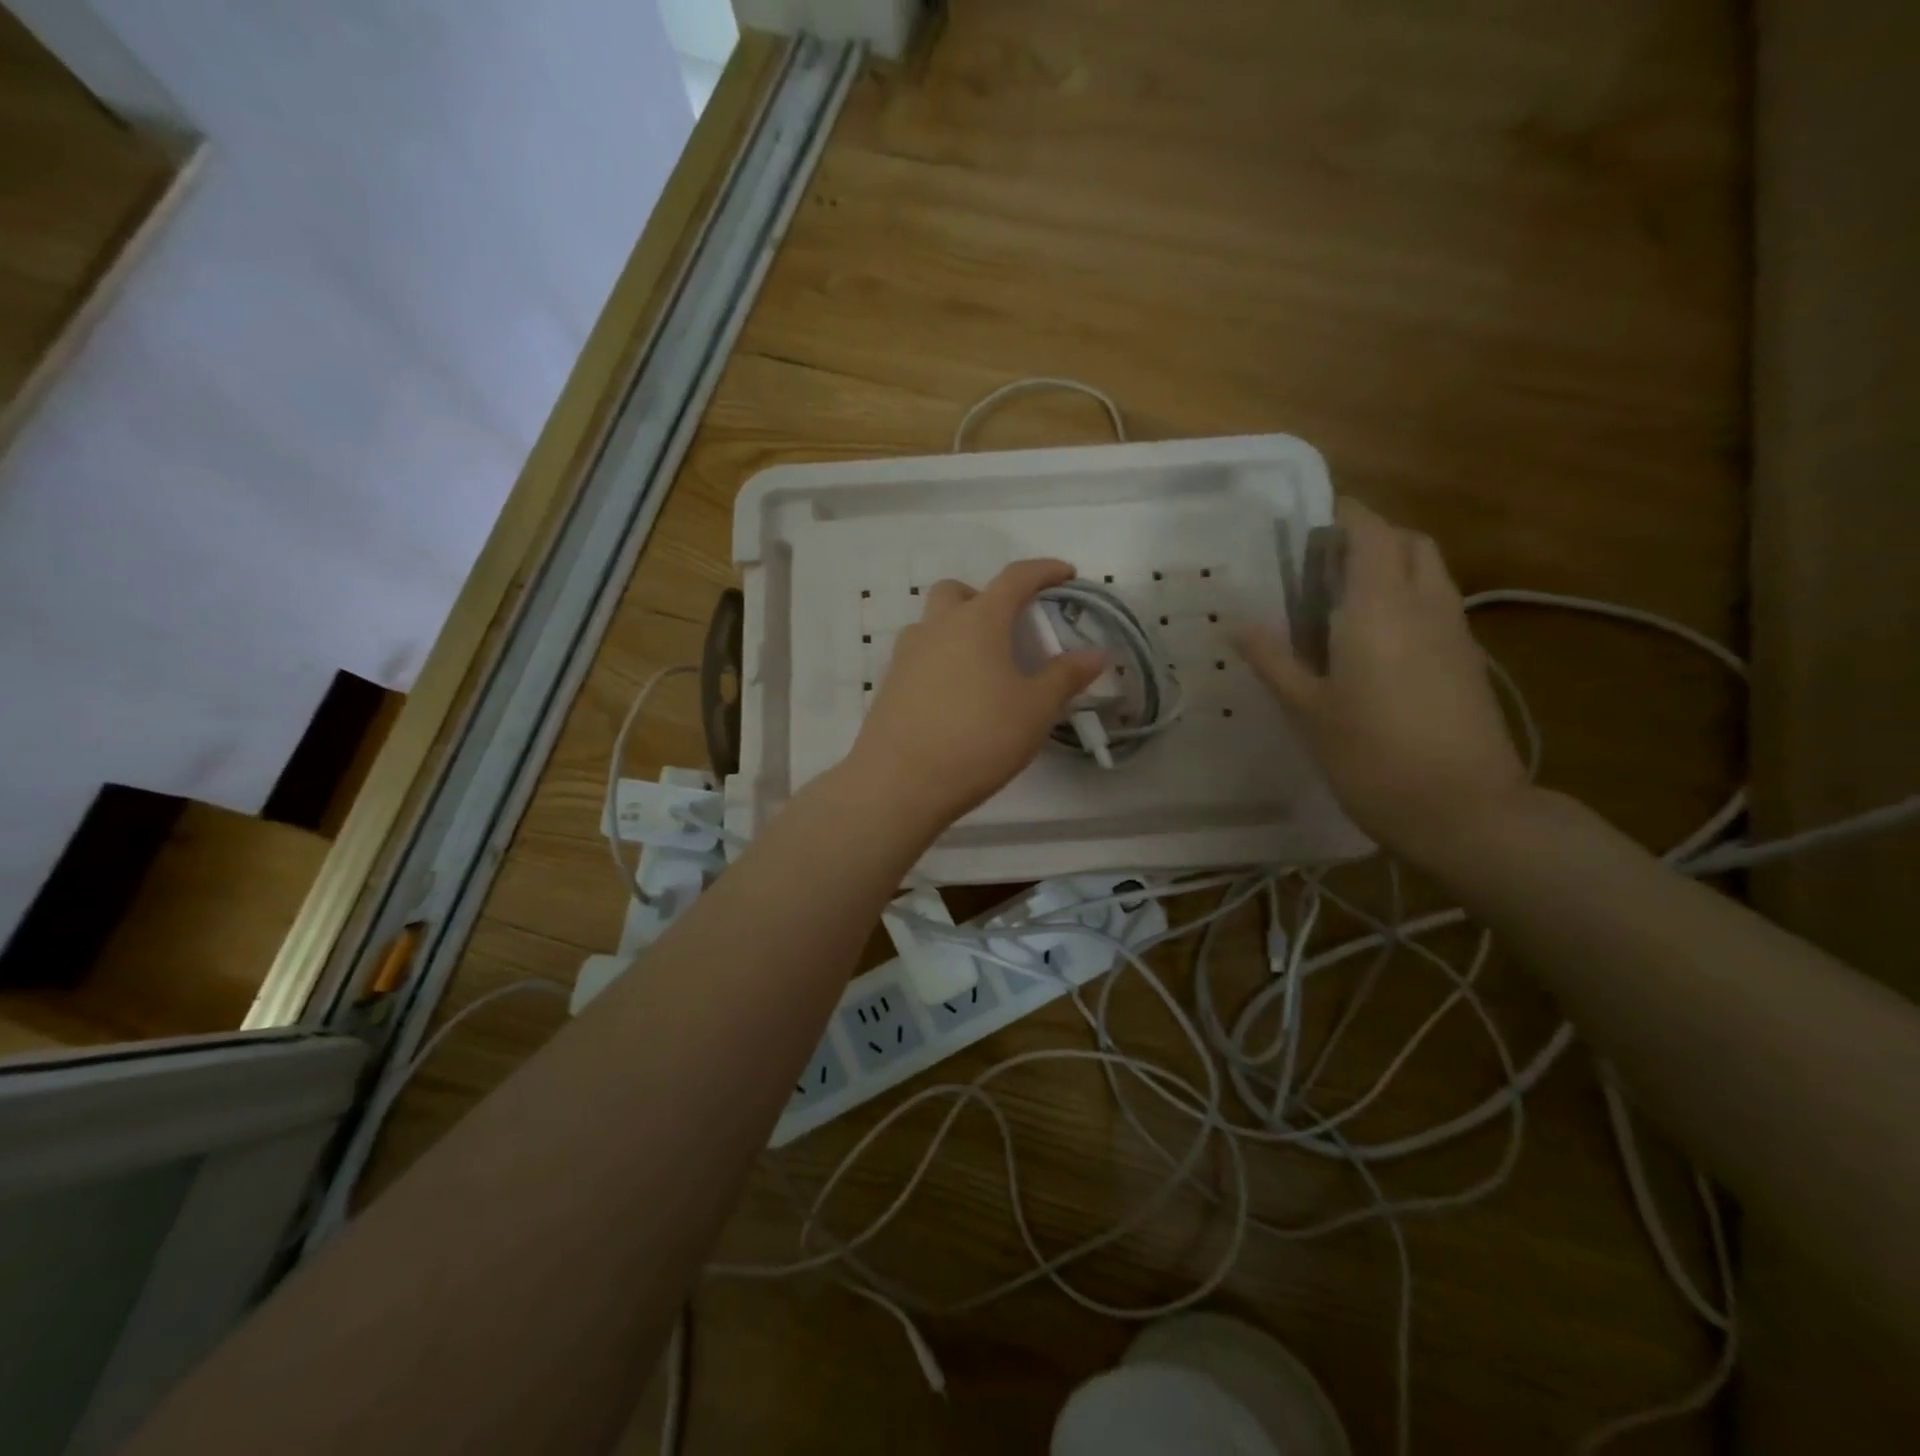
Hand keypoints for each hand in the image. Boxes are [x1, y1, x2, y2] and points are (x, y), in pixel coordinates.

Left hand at [847, 559, 1104, 830]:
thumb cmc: (978, 739)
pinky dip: (940, 661)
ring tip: (982, 666)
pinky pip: (919, 656)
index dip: (1044, 571)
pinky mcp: (889, 685)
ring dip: (957, 629)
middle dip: (986, 597)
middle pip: (958, 592)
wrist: (900, 782)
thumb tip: (1096, 652)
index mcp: (978, 621)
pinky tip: (954, 696)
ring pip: (932, 624)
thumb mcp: (1035, 710)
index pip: (1015, 579)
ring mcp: (906, 655)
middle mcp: (937, 627)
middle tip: (1008, 626)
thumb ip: (1066, 676)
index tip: (1066, 573)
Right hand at [1231, 498, 1530, 866]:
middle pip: (1409, 543)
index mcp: (1378, 609)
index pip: (1371, 532)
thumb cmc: (1372, 758)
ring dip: (1394, 567)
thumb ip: (1273, 660)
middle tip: (1323, 565)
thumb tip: (1235, 623)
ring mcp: (1455, 633)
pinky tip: (1377, 643)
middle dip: (1371, 537)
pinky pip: (1439, 605)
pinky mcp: (1469, 660)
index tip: (1309, 523)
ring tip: (1345, 603)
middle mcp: (1425, 606)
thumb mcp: (1308, 710)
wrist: (1465, 810)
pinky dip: (1409, 599)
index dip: (1344, 515)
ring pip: (1430, 573)